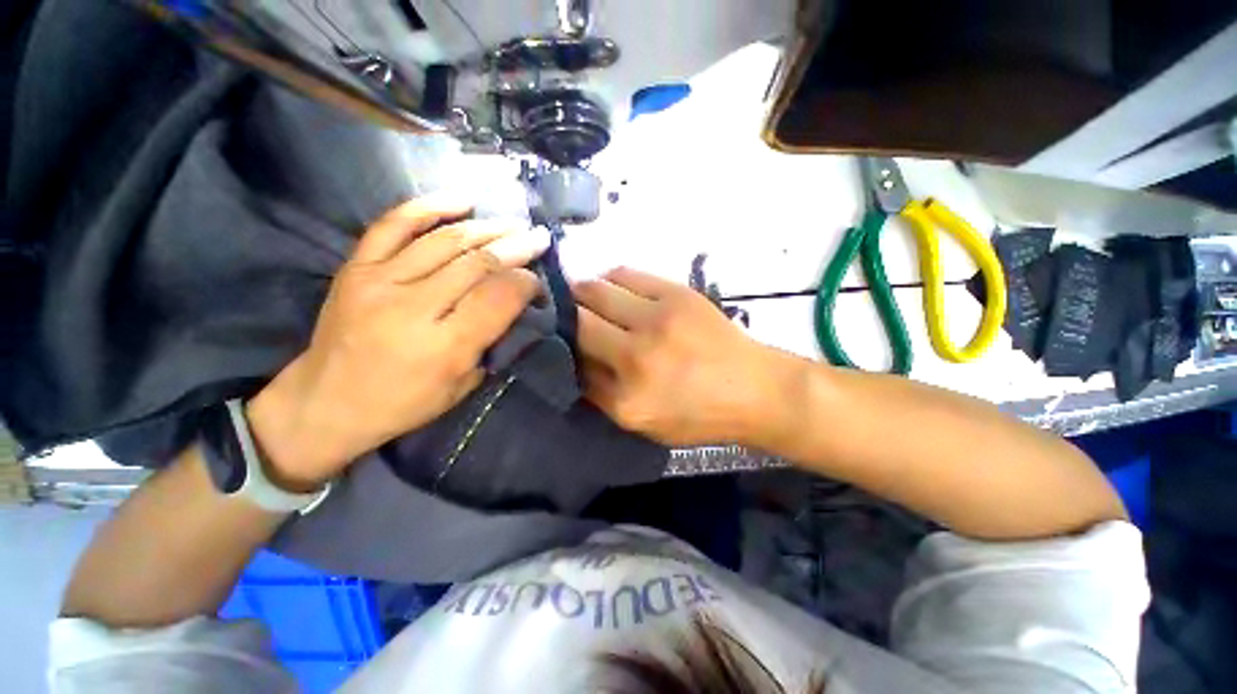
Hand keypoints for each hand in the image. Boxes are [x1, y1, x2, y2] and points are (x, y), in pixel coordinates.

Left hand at [246, 194, 548, 489]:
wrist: (325, 402)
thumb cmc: (404, 403)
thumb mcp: (463, 385)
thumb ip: (491, 342)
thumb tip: (514, 304)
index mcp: (445, 345)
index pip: (499, 297)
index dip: (525, 282)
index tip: (537, 280)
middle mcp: (414, 307)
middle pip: (477, 264)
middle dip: (516, 248)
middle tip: (538, 239)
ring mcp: (380, 280)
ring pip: (445, 240)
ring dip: (487, 228)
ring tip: (513, 223)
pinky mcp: (356, 267)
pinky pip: (394, 224)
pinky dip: (430, 206)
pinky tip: (462, 201)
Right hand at [574, 267, 788, 446]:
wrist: (755, 389)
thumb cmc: (701, 415)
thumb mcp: (645, 424)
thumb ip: (603, 395)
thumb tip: (574, 358)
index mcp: (627, 398)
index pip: (573, 363)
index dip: (560, 347)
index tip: (555, 339)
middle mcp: (636, 356)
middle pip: (578, 321)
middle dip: (563, 315)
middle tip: (564, 315)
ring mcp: (657, 320)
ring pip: (594, 290)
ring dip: (583, 293)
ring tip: (587, 299)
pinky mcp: (676, 293)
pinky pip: (624, 274)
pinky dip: (610, 280)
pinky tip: (615, 290)